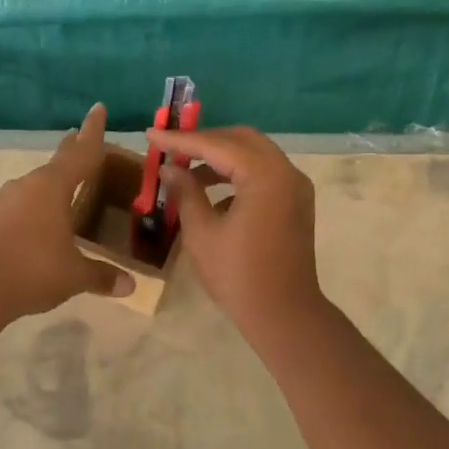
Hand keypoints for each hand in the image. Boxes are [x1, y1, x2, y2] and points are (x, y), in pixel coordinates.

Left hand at [0, 105, 134, 317]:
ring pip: (37, 185)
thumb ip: (101, 276)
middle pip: (57, 162)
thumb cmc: (32, 270)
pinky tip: (42, 223)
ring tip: (67, 188)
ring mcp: (6, 201)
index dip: (93, 131)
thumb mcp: (74, 275)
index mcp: (53, 187)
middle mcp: (29, 186)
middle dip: (71, 150)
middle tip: (80, 137)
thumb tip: (130, 286)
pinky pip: (23, 205)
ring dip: (53, 183)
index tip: (98, 107)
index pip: (82, 152)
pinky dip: (38, 207)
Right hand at [150, 125, 321, 332]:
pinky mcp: (296, 203)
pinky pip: (264, 174)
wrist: (284, 314)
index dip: (181, 140)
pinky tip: (212, 192)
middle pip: (241, 140)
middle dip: (205, 141)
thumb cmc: (238, 275)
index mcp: (265, 175)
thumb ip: (186, 192)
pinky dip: (238, 174)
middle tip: (171, 147)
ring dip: (221, 157)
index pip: (217, 145)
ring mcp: (296, 187)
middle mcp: (286, 172)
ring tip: (185, 170)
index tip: (151, 134)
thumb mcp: (202, 232)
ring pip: (255, 155)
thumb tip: (169, 168)